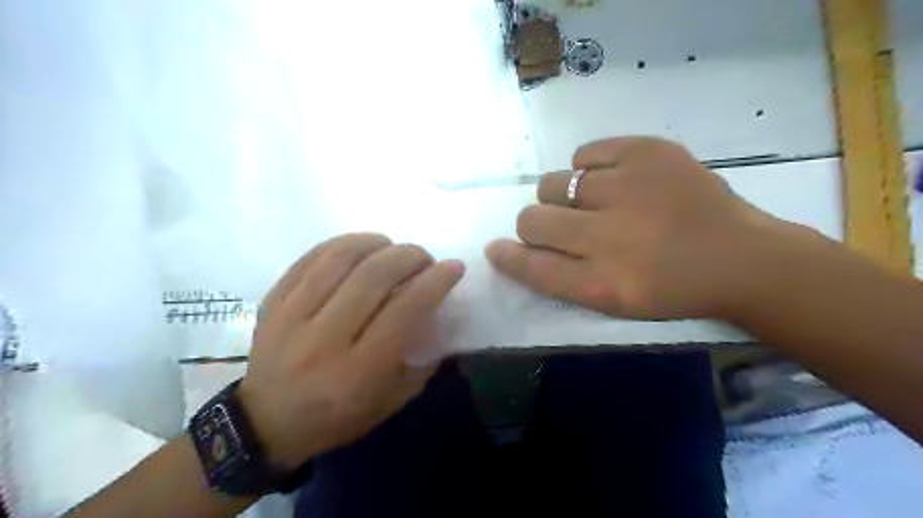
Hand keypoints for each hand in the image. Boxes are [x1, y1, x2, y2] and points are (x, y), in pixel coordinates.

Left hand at [235, 235, 461, 468]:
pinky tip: (362, 247)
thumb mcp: (391, 401)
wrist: (266, 423)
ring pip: (341, 259)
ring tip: (392, 248)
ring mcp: (293, 316)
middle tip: (424, 258)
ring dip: (377, 243)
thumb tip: (438, 313)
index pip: (405, 310)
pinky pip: (312, 257)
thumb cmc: (337, 417)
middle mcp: (325, 339)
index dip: (435, 282)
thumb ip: (421, 360)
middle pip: (374, 276)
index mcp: (359, 371)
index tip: (454, 267)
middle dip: (410, 256)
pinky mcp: (274, 301)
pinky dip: (344, 243)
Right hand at [485, 135, 780, 318]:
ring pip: (553, 183)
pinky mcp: (648, 152)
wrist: (740, 257)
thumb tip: (513, 247)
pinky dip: (587, 168)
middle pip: (532, 220)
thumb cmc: (671, 288)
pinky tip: (611, 180)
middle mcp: (609, 235)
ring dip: (561, 197)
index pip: (532, 266)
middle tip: (564, 227)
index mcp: (603, 282)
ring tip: (592, 202)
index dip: (508, 257)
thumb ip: (560, 277)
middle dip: (535, 225)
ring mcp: (628, 187)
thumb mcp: (614, 301)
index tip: (496, 249)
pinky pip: (584, 154)